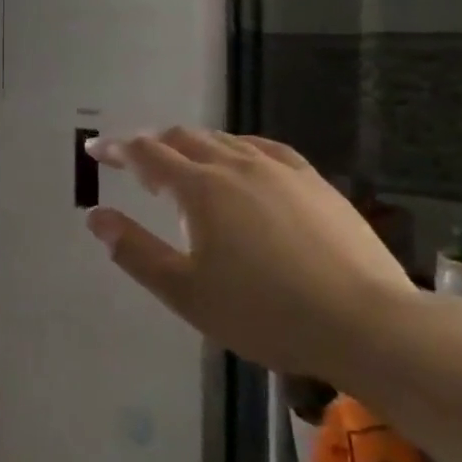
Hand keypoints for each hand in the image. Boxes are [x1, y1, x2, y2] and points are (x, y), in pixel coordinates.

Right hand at [83, 130, 417, 377]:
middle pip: (183, 138)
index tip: (96, 149)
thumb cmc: (264, 313)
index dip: (117, 149)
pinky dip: (236, 147)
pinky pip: (264, 148)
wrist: (365, 323)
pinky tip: (241, 160)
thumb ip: (135, 251)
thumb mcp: (185, 292)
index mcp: (200, 188)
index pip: (146, 154)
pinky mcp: (313, 182)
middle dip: (151, 144)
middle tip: (134, 160)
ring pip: (223, 140)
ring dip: (192, 144)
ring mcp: (279, 169)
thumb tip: (96, 217)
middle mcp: (235, 165)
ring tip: (182, 162)